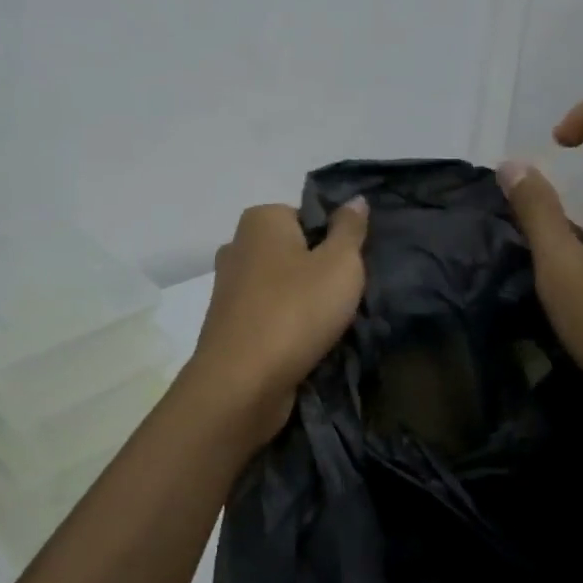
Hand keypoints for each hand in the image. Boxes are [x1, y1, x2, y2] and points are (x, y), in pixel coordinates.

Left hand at [181, 198, 368, 445]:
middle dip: (320, 273)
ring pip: (283, 287)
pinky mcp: (229, 325)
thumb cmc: (296, 311)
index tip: (351, 268)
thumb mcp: (340, 263)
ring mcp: (228, 288)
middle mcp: (237, 246)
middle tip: (346, 297)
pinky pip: (270, 315)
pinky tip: (306, 345)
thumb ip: (350, 229)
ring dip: (306, 304)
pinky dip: (287, 327)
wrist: (242, 383)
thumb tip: (354, 199)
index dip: (335, 240)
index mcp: (260, 220)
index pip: (308, 216)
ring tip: (330, 326)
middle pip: (295, 252)